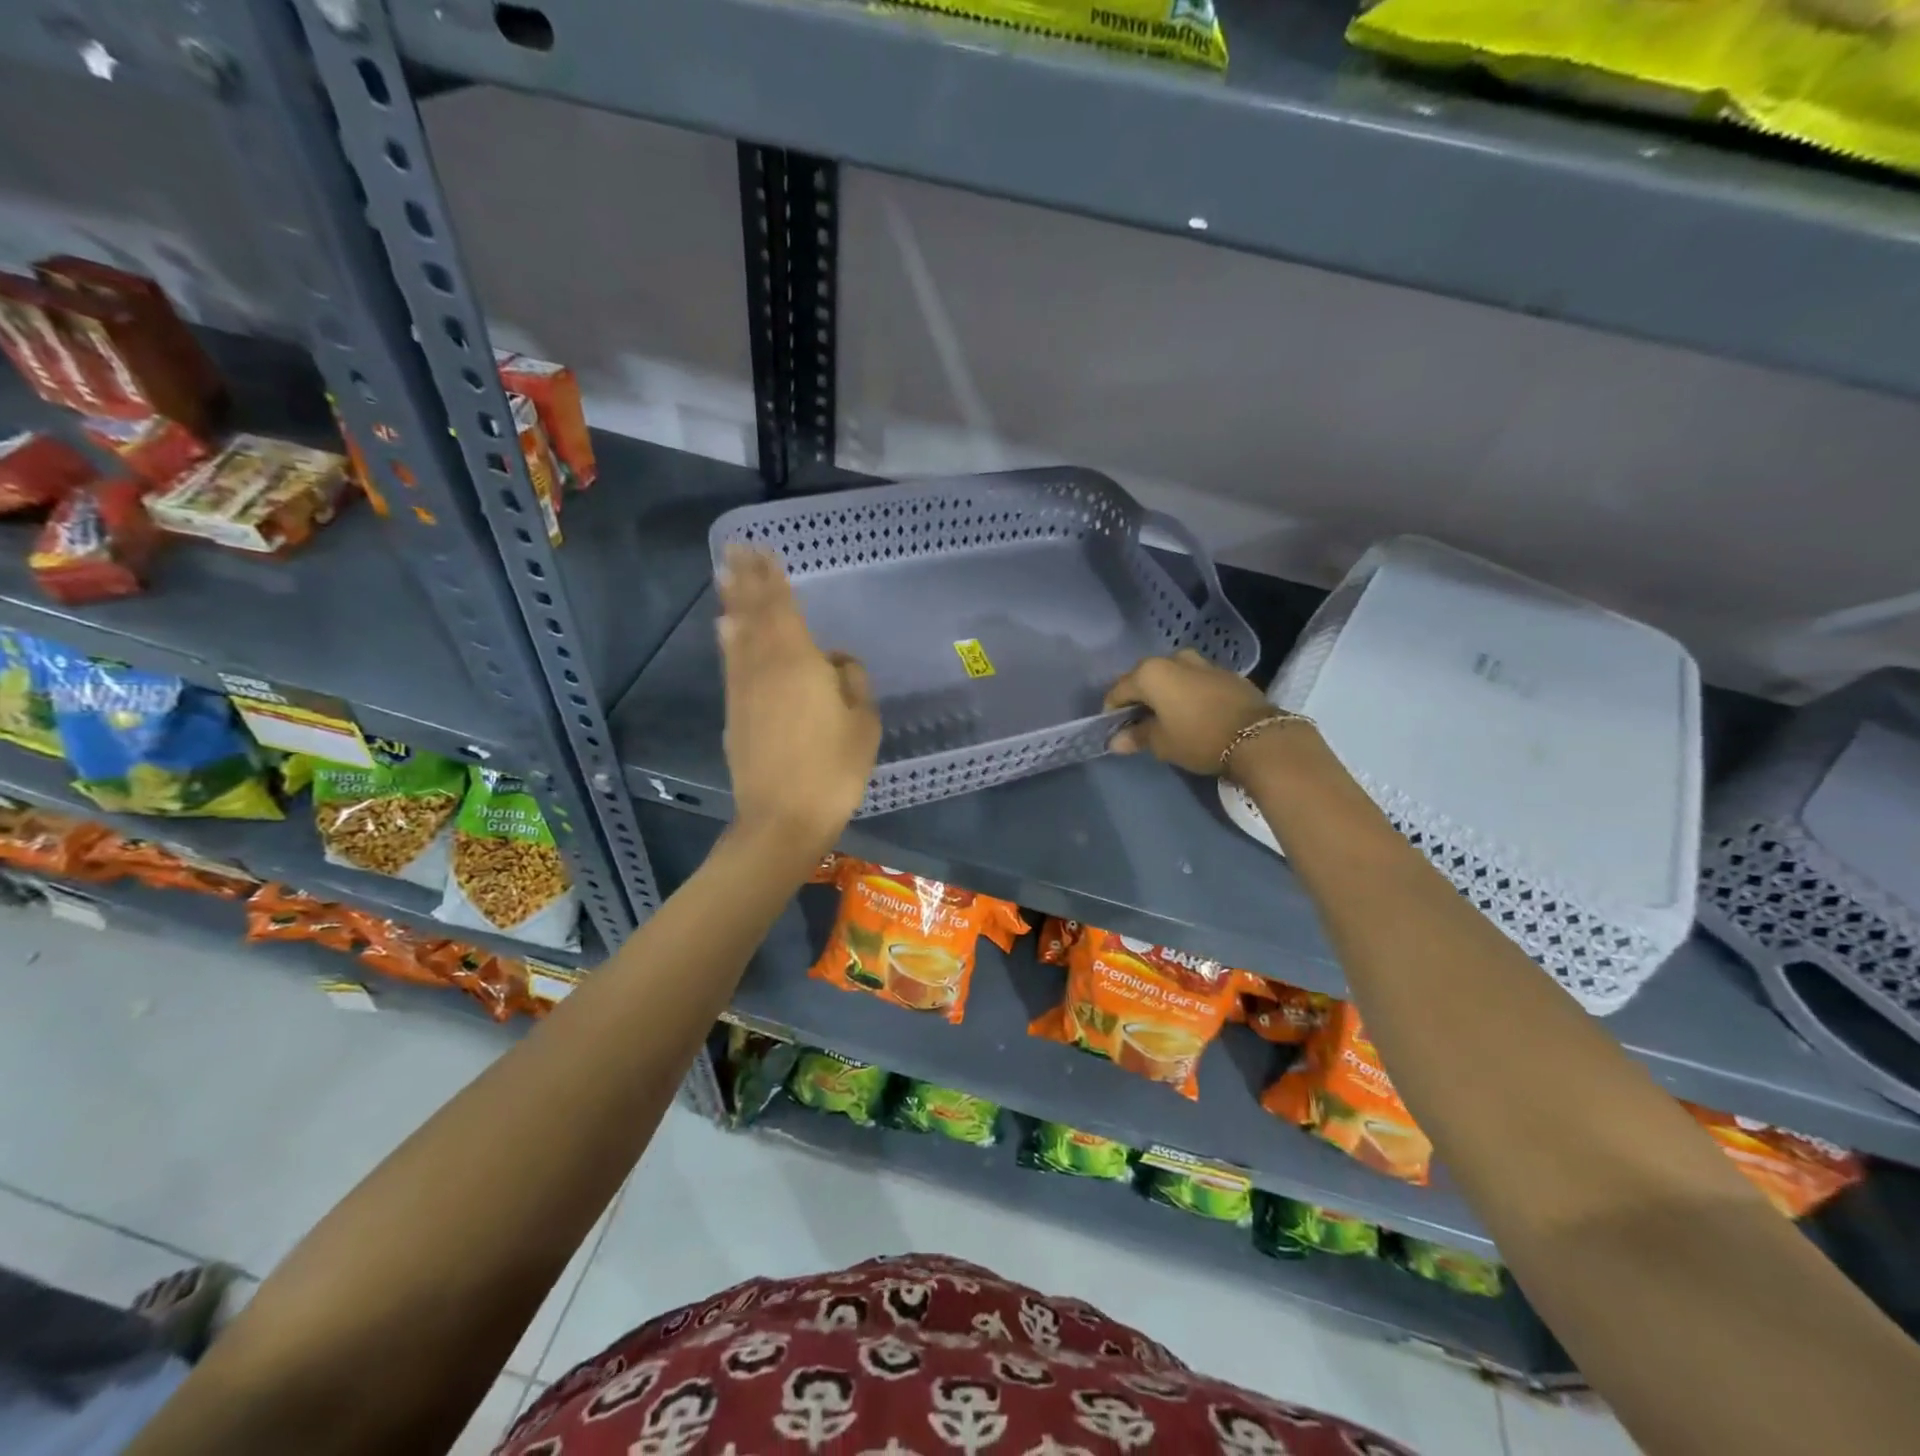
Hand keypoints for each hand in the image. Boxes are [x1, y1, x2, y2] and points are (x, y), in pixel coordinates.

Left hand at [717, 545, 880, 851]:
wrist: (782, 820)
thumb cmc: (833, 770)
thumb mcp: (863, 724)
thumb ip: (851, 681)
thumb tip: (834, 661)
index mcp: (798, 661)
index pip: (781, 606)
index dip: (771, 576)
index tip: (760, 549)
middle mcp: (763, 666)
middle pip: (752, 614)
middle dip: (745, 580)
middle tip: (734, 549)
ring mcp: (743, 690)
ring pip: (736, 636)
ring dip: (732, 604)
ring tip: (724, 579)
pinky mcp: (735, 714)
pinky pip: (732, 663)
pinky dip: (729, 640)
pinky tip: (726, 631)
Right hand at [1104, 648, 1273, 775]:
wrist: (1259, 738)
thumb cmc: (1198, 738)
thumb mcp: (1162, 743)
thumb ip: (1137, 737)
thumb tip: (1116, 740)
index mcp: (1151, 673)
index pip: (1119, 690)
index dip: (1112, 711)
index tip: (1114, 729)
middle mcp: (1174, 660)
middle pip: (1145, 678)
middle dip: (1139, 698)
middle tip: (1139, 723)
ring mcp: (1203, 663)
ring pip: (1173, 676)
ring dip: (1165, 693)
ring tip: (1167, 717)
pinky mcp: (1226, 673)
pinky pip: (1195, 681)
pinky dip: (1187, 693)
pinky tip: (1193, 713)